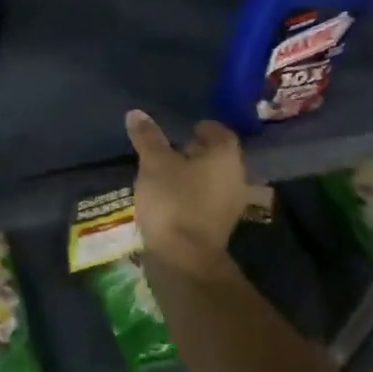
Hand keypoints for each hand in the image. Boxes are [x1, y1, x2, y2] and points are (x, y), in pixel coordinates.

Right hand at [125, 110, 246, 277]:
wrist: (183, 258)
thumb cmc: (172, 200)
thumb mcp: (154, 163)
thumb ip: (148, 137)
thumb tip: (136, 113)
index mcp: (225, 157)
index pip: (220, 132)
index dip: (202, 127)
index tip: (183, 129)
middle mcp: (236, 177)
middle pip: (218, 156)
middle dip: (196, 151)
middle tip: (170, 148)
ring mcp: (230, 204)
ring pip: (212, 179)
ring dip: (193, 174)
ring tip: (166, 173)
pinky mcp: (219, 226)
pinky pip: (207, 199)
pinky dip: (192, 194)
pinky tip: (171, 196)